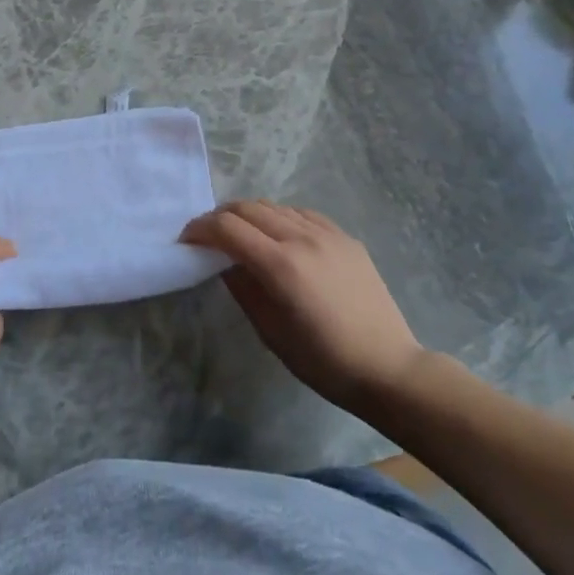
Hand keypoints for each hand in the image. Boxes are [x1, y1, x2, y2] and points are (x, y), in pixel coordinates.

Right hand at [183, 201, 425, 413]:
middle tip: (208, 236)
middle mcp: (303, 238)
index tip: (186, 240)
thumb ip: (242, 288)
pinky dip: (281, 218)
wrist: (387, 367)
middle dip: (220, 217)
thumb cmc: (323, 361)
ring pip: (275, 206)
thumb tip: (221, 262)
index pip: (227, 228)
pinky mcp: (346, 237)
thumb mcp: (270, 332)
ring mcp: (328, 234)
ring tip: (241, 236)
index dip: (200, 229)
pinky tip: (279, 236)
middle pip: (248, 208)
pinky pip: (303, 214)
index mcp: (281, 265)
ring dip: (250, 215)